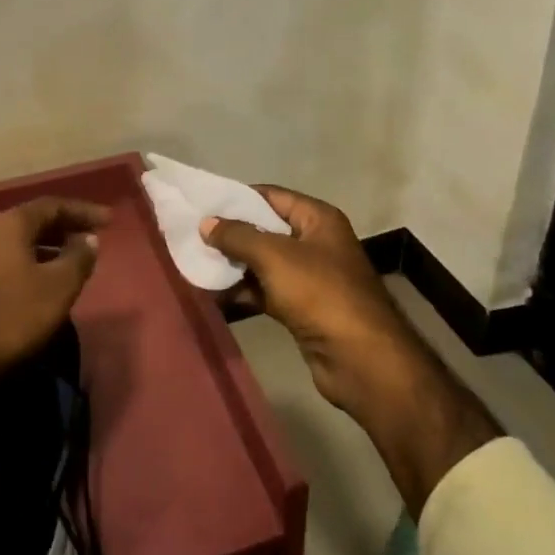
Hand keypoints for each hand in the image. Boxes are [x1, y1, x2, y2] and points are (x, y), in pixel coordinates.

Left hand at [0, 196, 110, 376]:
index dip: (83, 211)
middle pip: (32, 222)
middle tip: (91, 240)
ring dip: (46, 249)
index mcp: (10, 224)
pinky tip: (40, 285)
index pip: (52, 205)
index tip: (108, 221)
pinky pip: (4, 263)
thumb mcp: (59, 286)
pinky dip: (28, 265)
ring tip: (70, 263)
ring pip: (17, 244)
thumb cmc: (12, 315)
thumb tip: (88, 239)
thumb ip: (78, 258)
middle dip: (64, 229)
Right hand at [201, 187, 417, 415]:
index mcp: (318, 219)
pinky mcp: (303, 308)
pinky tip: (215, 294)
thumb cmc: (320, 293)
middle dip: (231, 234)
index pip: (272, 196)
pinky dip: (244, 291)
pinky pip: (267, 291)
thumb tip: (206, 222)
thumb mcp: (274, 256)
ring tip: (196, 263)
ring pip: (264, 263)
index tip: (203, 203)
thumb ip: (237, 236)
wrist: (360, 359)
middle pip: (266, 229)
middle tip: (193, 236)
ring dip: (234, 265)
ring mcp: (311, 277)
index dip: (238, 198)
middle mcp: (316, 242)